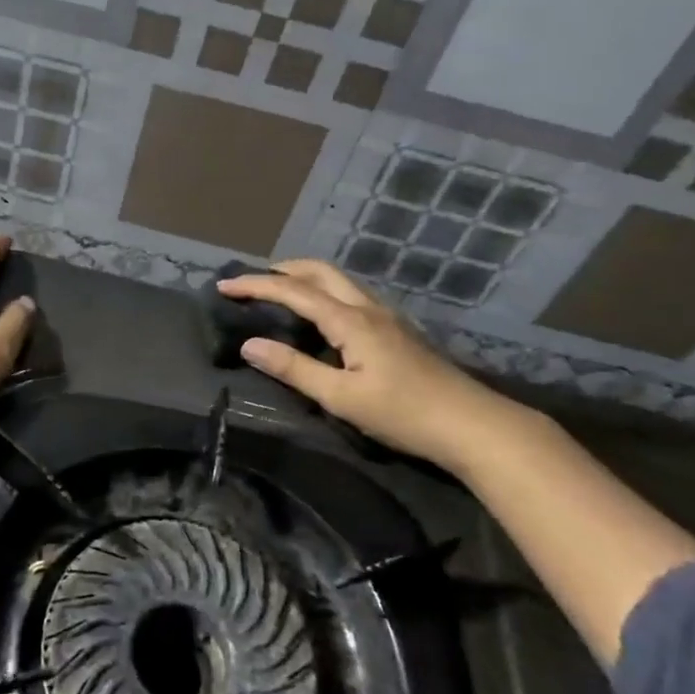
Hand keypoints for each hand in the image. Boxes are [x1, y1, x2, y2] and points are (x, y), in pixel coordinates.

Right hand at [218, 260, 526, 478]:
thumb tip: (250, 345)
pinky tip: (324, 315)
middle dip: (282, 269)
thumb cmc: (403, 414)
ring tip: (281, 291)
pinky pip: (353, 295)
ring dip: (306, 277)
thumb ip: (294, 368)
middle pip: (320, 272)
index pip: (293, 292)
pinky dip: (326, 291)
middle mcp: (368, 308)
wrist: (471, 424)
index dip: (256, 286)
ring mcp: (387, 316)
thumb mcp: (340, 397)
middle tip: (252, 280)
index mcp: (350, 320)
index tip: (223, 286)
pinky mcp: (398, 330)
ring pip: (340, 281)